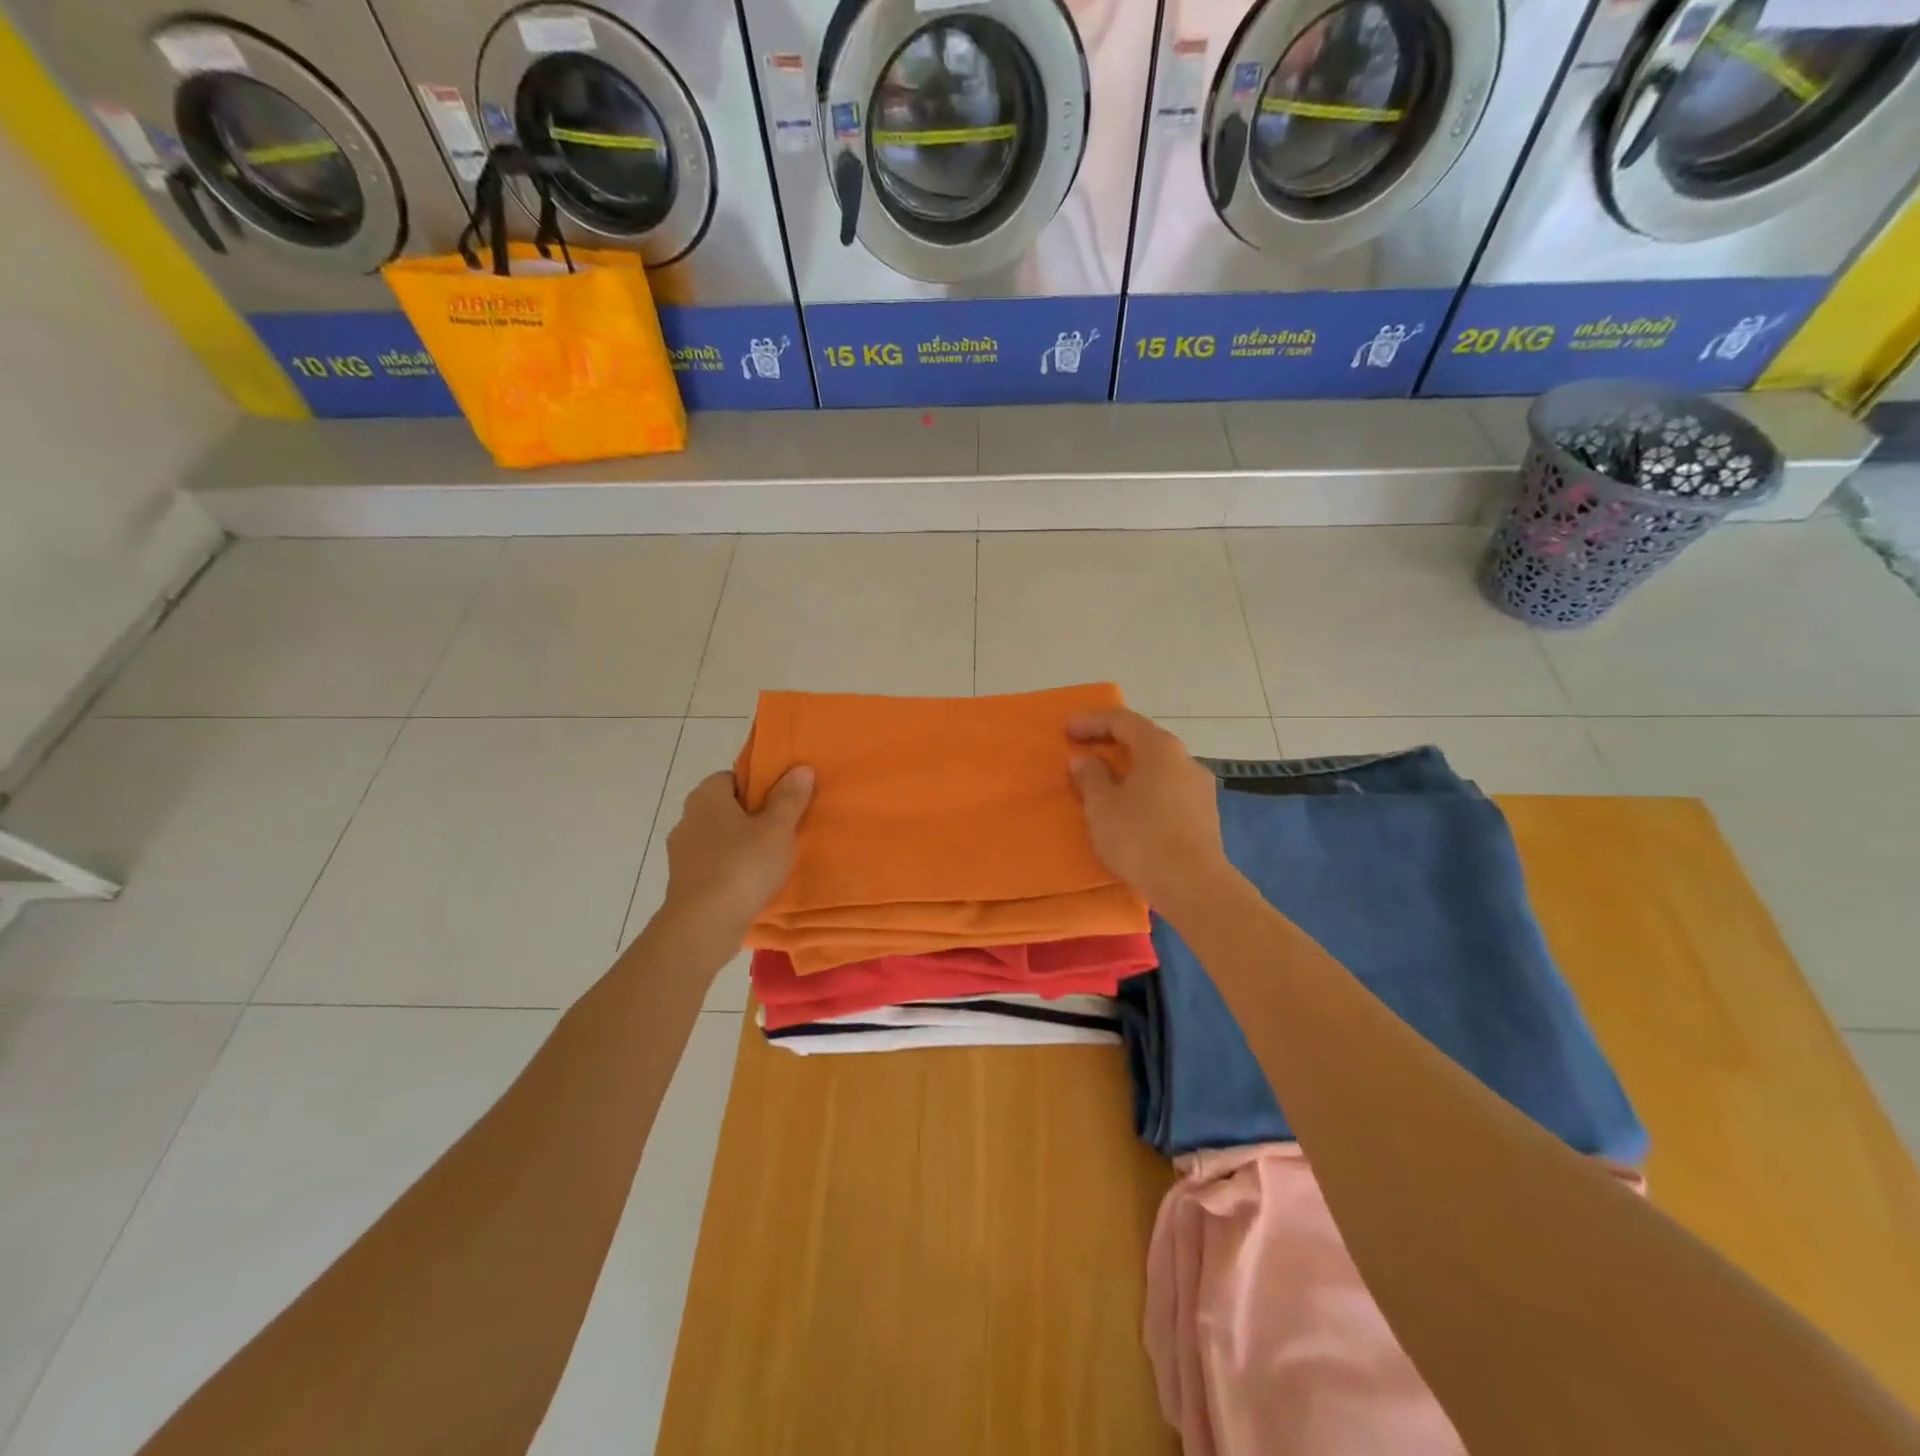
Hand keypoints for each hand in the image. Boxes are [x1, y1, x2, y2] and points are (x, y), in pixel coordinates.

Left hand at [655, 766, 813, 968]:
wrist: (703, 926)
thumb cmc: (742, 867)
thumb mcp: (777, 829)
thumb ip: (789, 798)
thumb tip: (800, 768)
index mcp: (706, 796)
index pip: (733, 777)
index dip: (758, 786)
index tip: (782, 802)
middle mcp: (688, 818)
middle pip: (726, 808)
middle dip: (752, 817)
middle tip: (783, 830)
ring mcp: (682, 852)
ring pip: (719, 838)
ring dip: (741, 846)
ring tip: (772, 860)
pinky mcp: (684, 882)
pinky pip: (714, 865)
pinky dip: (731, 869)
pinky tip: (752, 883)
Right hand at [1067, 709, 1233, 917]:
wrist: (1193, 885)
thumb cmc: (1140, 837)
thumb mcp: (1102, 806)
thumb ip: (1090, 777)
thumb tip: (1085, 760)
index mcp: (1159, 747)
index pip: (1122, 720)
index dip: (1091, 722)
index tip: (1066, 730)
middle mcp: (1185, 759)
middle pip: (1144, 740)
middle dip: (1111, 744)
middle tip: (1083, 753)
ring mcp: (1199, 787)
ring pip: (1158, 767)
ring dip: (1129, 769)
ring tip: (1104, 784)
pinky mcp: (1204, 815)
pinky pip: (1167, 790)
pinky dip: (1145, 790)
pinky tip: (1131, 810)